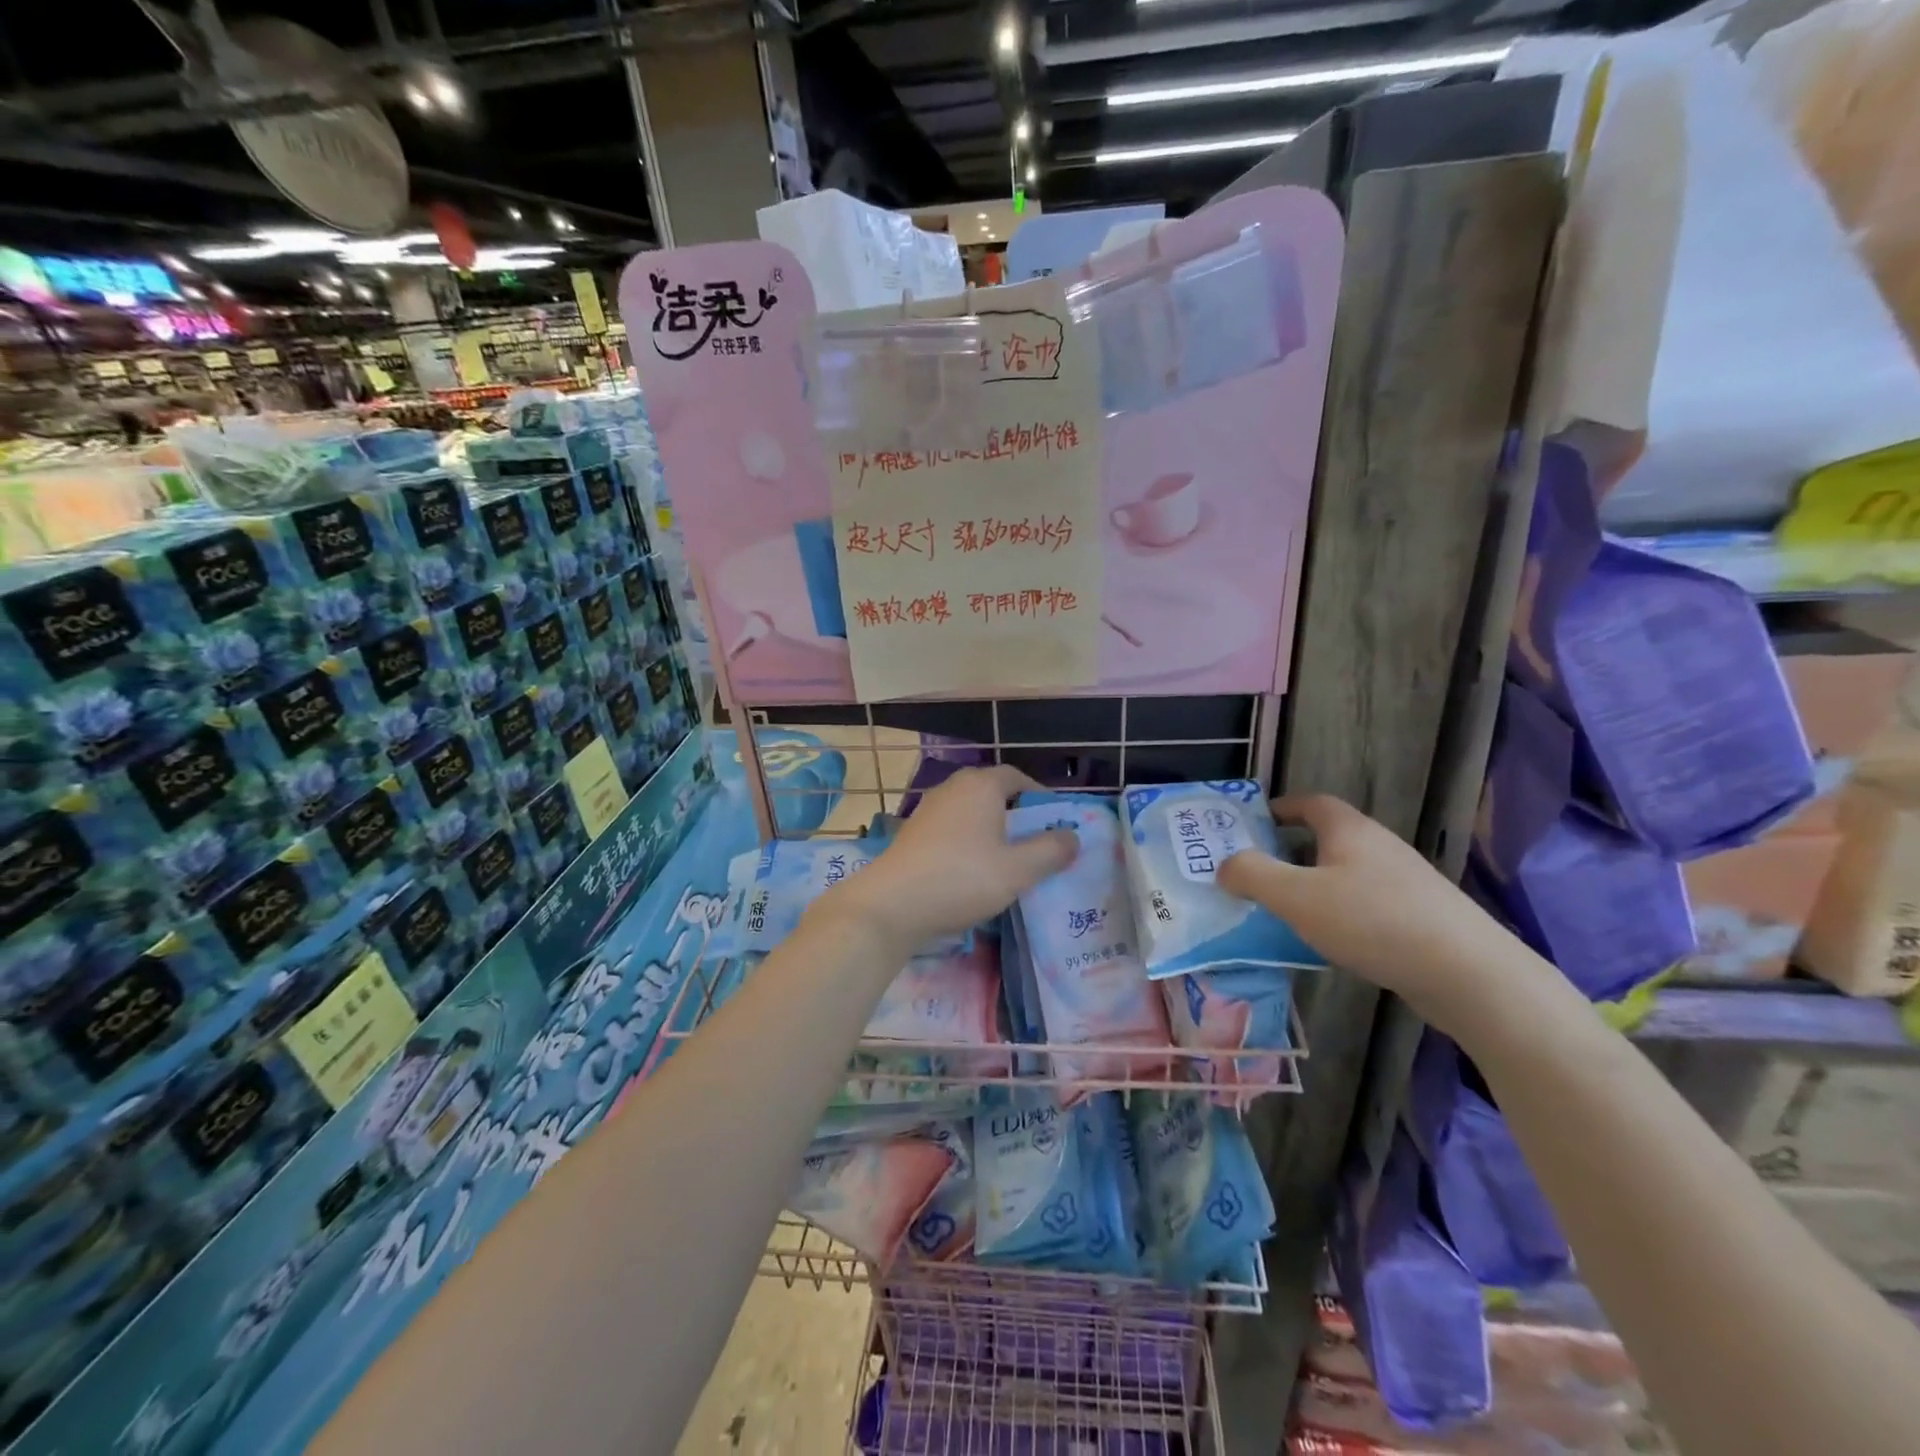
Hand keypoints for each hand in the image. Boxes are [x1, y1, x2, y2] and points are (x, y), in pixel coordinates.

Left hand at [817, 766, 1077, 955]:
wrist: (892, 905)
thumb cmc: (961, 879)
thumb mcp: (1018, 870)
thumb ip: (1050, 851)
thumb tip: (1072, 837)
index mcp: (981, 786)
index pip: (1017, 777)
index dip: (1040, 796)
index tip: (1056, 821)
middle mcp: (953, 788)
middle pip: (993, 793)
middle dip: (1017, 815)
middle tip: (1036, 843)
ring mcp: (928, 809)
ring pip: (971, 812)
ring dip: (992, 830)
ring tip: (1008, 860)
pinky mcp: (913, 833)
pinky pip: (952, 829)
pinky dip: (968, 842)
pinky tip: (973, 871)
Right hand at [1217, 794, 1519, 1022]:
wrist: (1469, 975)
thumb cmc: (1372, 922)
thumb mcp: (1296, 897)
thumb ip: (1252, 875)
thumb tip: (1225, 866)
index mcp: (1349, 831)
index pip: (1310, 803)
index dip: (1279, 808)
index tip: (1250, 825)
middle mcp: (1379, 847)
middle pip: (1327, 838)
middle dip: (1290, 852)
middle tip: (1256, 874)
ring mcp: (1405, 883)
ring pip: (1347, 873)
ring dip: (1314, 885)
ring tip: (1285, 912)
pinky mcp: (1421, 917)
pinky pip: (1367, 904)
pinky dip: (1340, 912)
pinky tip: (1330, 942)